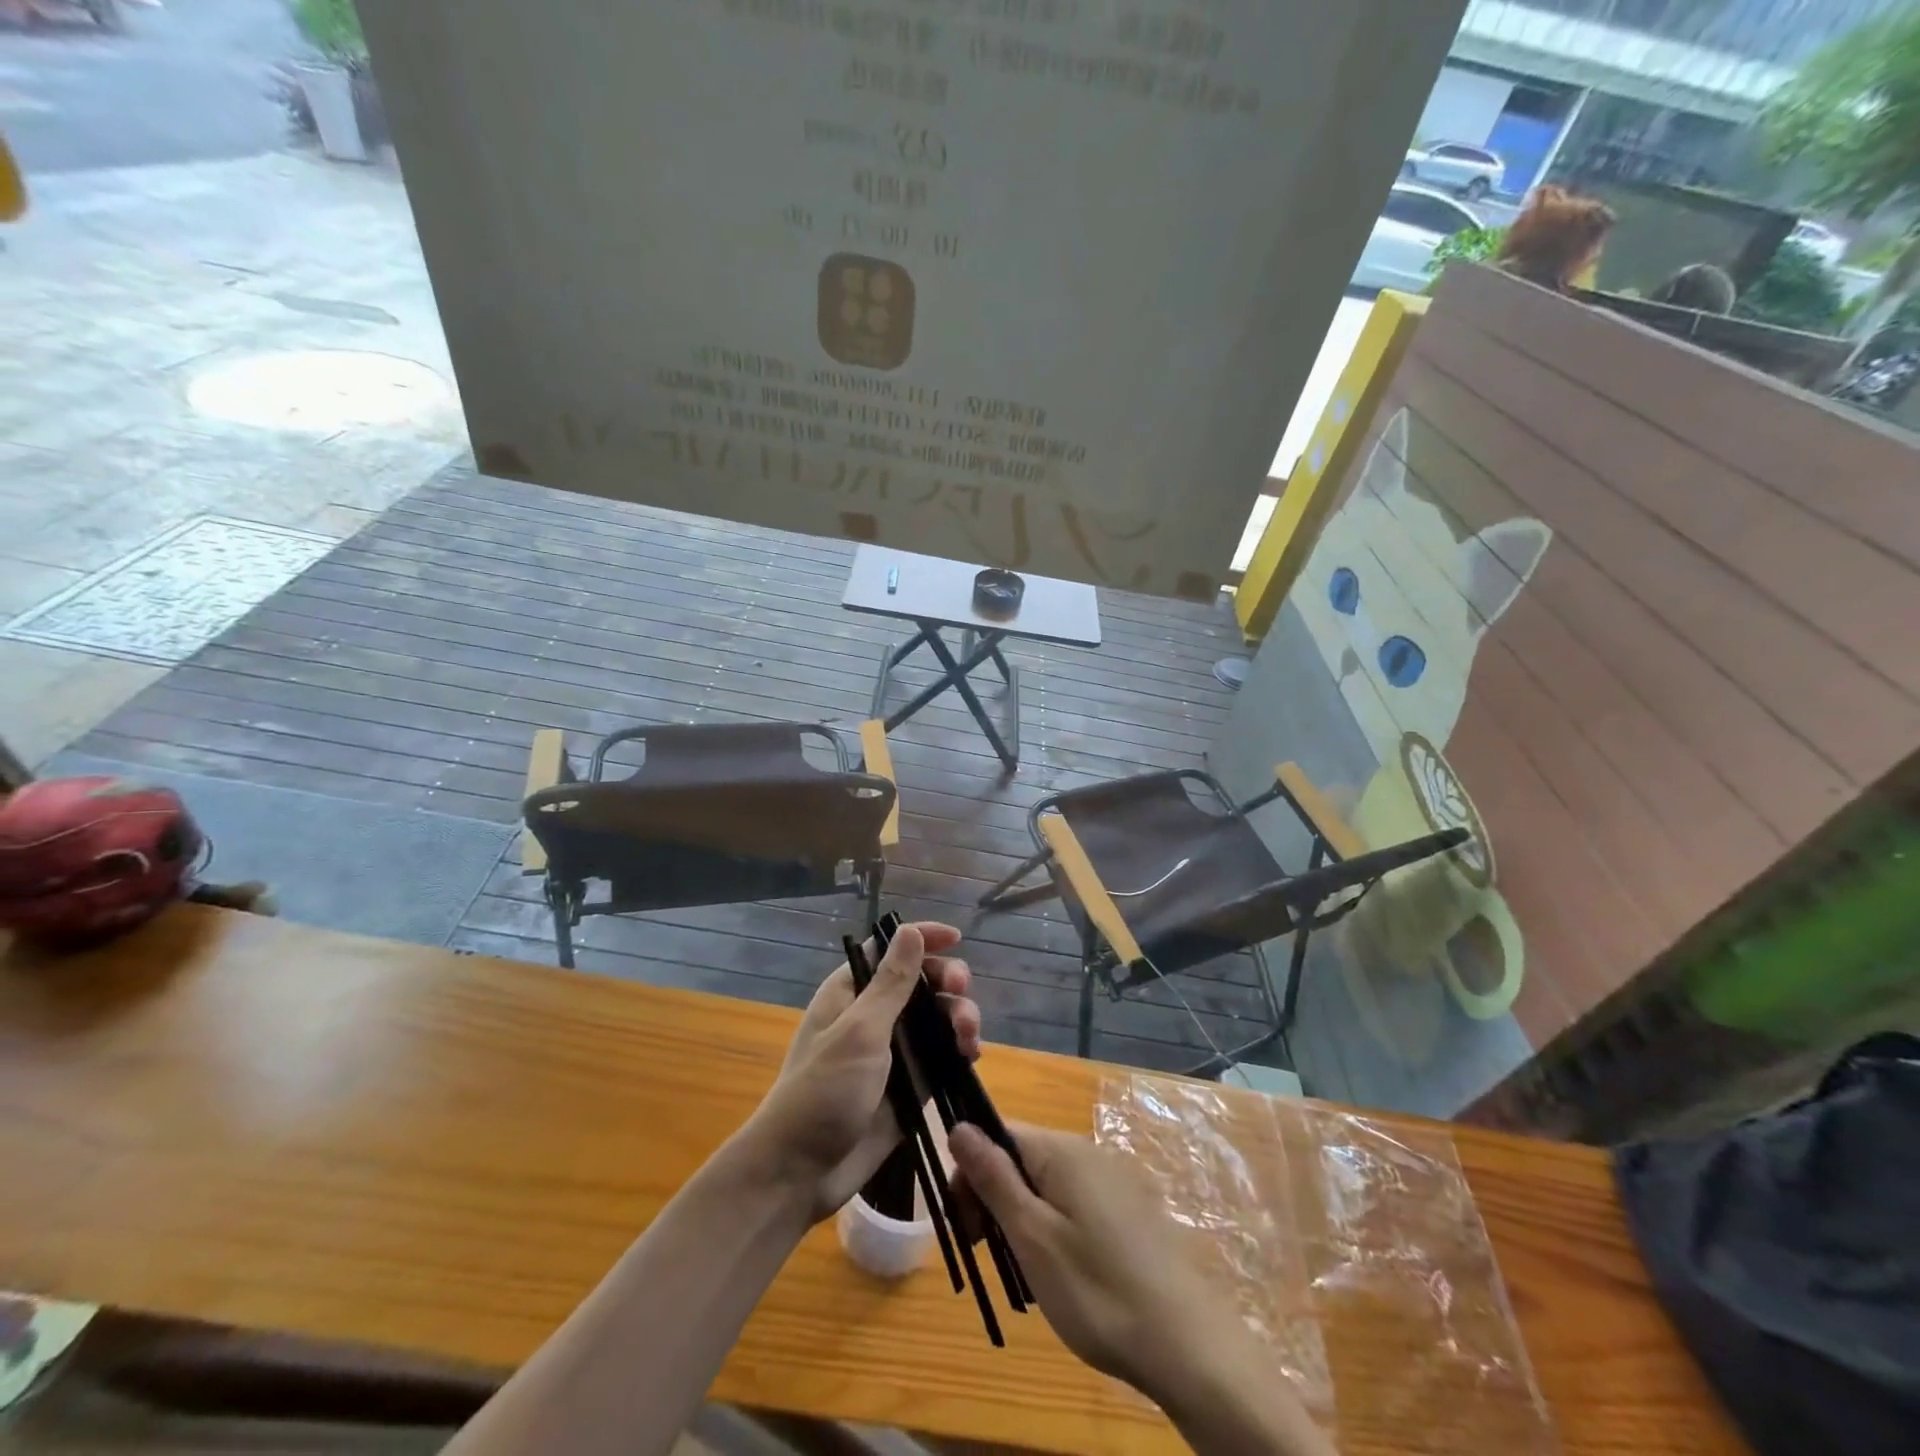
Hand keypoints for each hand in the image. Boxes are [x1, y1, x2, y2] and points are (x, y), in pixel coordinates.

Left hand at [744, 922, 980, 1221]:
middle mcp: (873, 1015)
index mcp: (851, 992)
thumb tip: (908, 929)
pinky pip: (942, 1057)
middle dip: (947, 982)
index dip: (923, 939)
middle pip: (921, 982)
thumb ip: (891, 983)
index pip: (890, 950)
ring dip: (959, 1017)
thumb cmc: (823, 1091)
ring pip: (937, 1019)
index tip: (956, 938)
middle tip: (961, 992)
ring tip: (969, 1035)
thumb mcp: (860, 1031)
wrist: (800, 1173)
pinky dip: (959, 1050)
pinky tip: (971, 1055)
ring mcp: (893, 1052)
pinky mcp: (909, 1086)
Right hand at [951, 1123, 1333, 1455]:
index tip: (966, 1225)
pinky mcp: (1131, 1210)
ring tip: (1028, 1274)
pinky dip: (1056, 1230)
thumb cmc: (1097, 1289)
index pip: (998, 1133)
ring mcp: (1114, 1180)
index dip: (972, 1173)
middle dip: (995, 1199)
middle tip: (990, 1254)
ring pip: (1048, 1185)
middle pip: (1022, 1159)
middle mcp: (1087, 1151)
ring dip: (1024, 1219)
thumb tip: (959, 1126)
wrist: (1189, 1346)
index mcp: (1060, 1149)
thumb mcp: (1032, 1236)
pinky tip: (1064, 1276)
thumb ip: (994, 1177)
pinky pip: (1076, 1205)